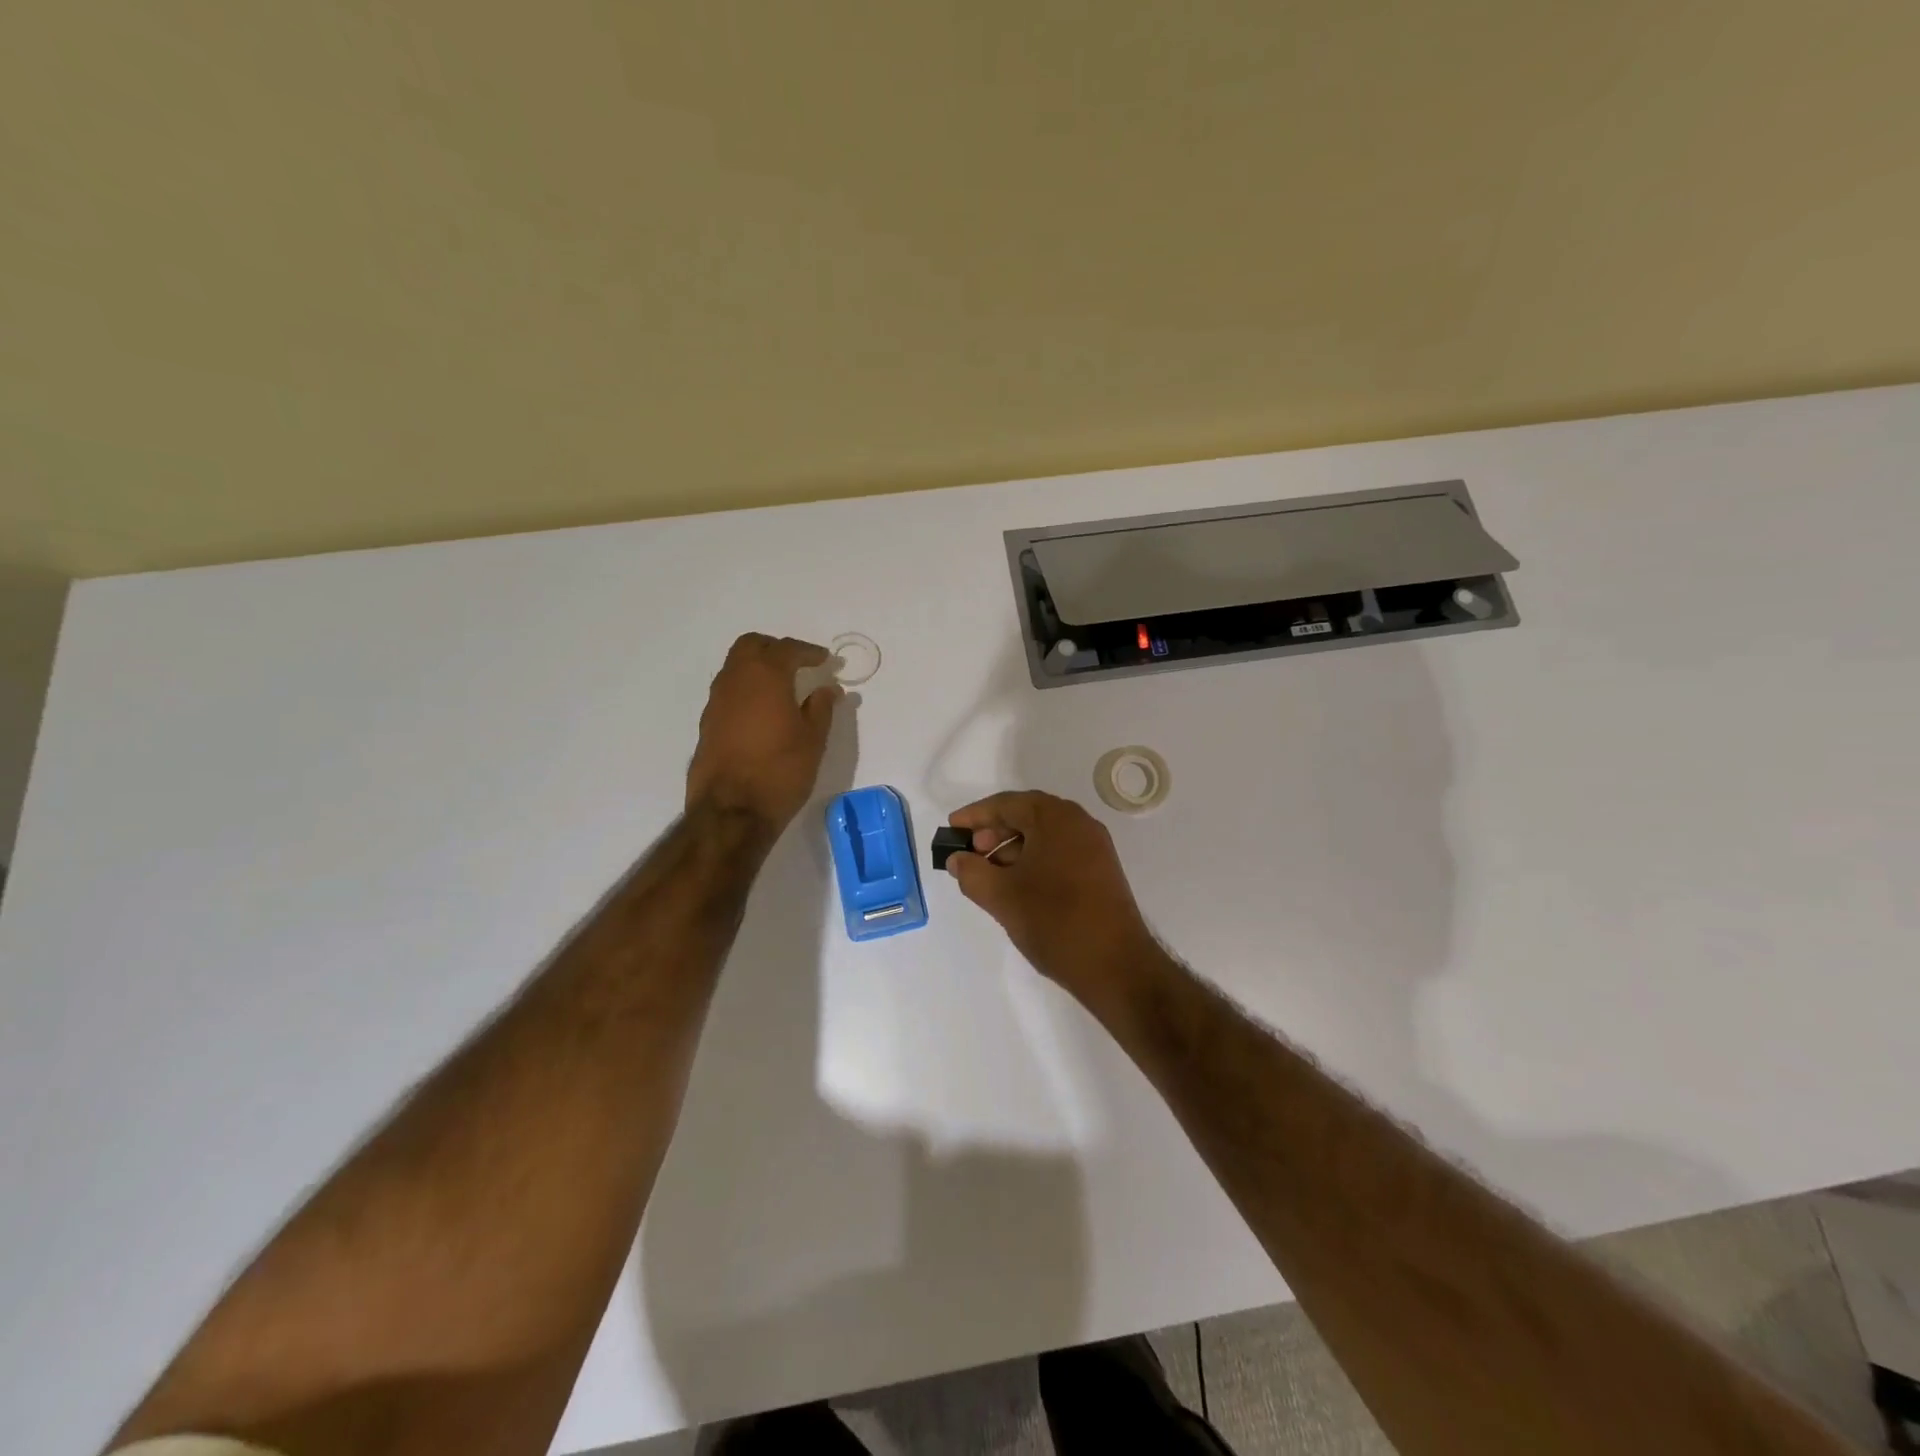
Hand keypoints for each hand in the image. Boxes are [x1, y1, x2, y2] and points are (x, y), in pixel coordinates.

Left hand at [686, 633, 840, 833]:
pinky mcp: (707, 723)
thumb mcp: (813, 740)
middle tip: (798, 663)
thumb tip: (827, 689)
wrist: (731, 811)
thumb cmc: (781, 771)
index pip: (788, 649)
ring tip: (781, 687)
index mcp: (766, 676)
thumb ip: (821, 708)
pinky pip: (728, 691)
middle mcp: (735, 680)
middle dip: (776, 648)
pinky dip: (746, 689)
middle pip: (752, 645)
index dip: (809, 652)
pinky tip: (762, 711)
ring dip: (758, 667)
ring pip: (735, 667)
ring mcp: (716, 701)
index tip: (825, 660)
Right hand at [945, 790, 1156, 1002]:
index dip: (975, 815)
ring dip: (1012, 848)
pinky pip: (1060, 852)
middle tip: (969, 853)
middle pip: (1027, 815)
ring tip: (989, 874)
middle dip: (994, 831)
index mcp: (1056, 818)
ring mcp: (1095, 847)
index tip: (952, 829)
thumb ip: (972, 872)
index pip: (1007, 804)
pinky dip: (1034, 860)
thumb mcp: (1002, 896)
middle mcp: (1079, 823)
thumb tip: (958, 859)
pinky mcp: (1101, 870)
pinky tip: (1017, 886)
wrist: (1116, 966)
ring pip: (1044, 836)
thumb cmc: (1054, 921)